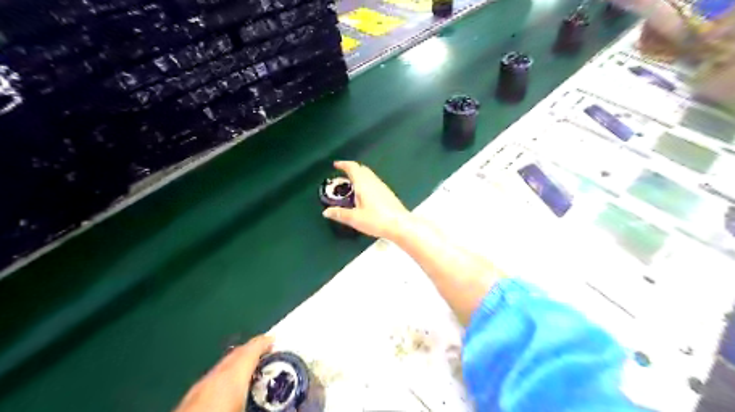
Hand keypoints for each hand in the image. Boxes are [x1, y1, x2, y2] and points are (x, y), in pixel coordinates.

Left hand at [174, 334, 272, 411]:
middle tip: (267, 356)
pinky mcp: (186, 403)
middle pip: (235, 356)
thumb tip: (288, 409)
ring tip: (251, 375)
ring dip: (237, 366)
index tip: (275, 341)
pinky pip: (211, 382)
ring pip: (221, 369)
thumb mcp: (248, 409)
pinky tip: (227, 395)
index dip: (264, 343)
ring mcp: (197, 390)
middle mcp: (213, 378)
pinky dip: (224, 380)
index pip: (250, 349)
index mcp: (231, 377)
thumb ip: (267, 405)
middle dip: (251, 352)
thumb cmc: (218, 411)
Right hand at [322, 160, 412, 238]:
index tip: (336, 165)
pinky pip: (374, 182)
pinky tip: (365, 194)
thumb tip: (326, 212)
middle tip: (343, 174)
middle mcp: (373, 182)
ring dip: (360, 176)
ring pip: (369, 175)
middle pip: (362, 169)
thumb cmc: (377, 220)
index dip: (343, 164)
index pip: (353, 167)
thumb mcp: (355, 219)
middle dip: (352, 169)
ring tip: (352, 185)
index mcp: (364, 184)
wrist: (400, 225)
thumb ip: (340, 214)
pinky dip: (366, 182)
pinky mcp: (388, 193)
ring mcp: (382, 187)